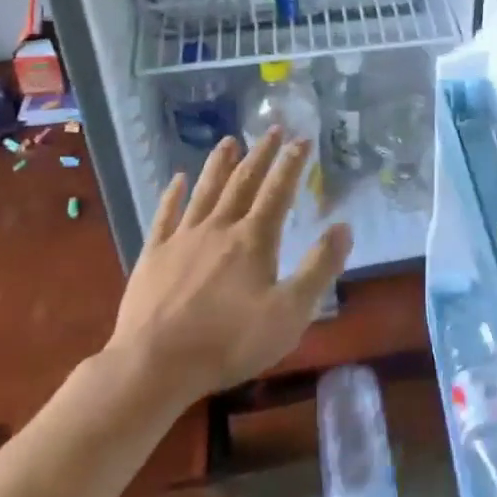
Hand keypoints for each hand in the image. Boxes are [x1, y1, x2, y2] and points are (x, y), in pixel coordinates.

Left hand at [99, 129, 351, 412]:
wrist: (153, 366)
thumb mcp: (289, 312)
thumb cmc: (229, 342)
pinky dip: (172, 195)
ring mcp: (183, 239)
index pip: (278, 191)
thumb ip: (319, 267)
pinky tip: (176, 179)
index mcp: (254, 239)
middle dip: (261, 154)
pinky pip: (164, 216)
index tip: (303, 138)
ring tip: (229, 140)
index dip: (292, 163)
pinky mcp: (153, 256)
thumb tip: (343, 226)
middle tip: (272, 129)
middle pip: (243, 182)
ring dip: (219, 164)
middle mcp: (219, 228)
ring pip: (205, 191)